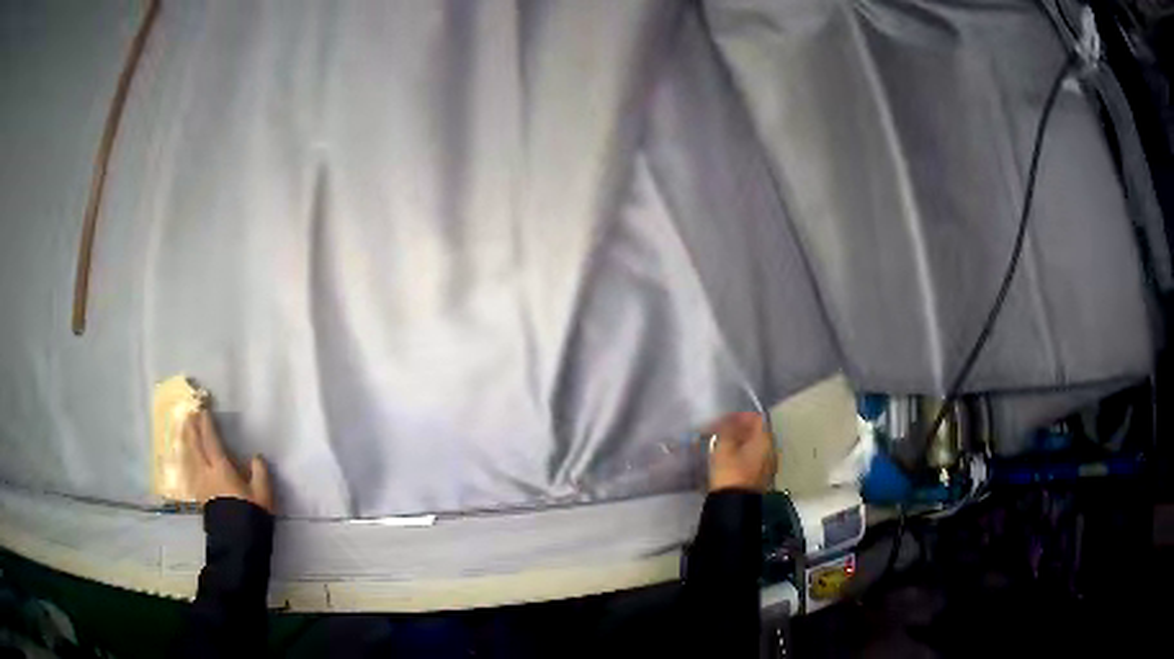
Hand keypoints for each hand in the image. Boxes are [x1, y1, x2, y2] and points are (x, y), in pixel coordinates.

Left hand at [181, 408, 274, 513]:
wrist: (238, 542)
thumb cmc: (251, 515)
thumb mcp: (263, 494)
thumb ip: (260, 472)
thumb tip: (256, 457)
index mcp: (222, 469)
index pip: (211, 441)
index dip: (207, 424)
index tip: (203, 409)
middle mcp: (207, 473)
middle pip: (195, 446)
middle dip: (192, 428)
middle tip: (189, 413)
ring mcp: (200, 485)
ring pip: (189, 457)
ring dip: (186, 441)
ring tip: (183, 430)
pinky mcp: (199, 496)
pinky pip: (189, 470)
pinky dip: (186, 459)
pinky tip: (186, 458)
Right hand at [706, 411, 776, 492]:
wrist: (735, 505)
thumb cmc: (730, 472)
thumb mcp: (724, 447)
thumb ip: (726, 428)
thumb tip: (727, 419)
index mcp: (765, 439)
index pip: (757, 418)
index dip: (741, 415)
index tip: (725, 418)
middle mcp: (772, 450)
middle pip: (758, 432)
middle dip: (741, 429)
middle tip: (723, 430)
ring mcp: (769, 465)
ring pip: (756, 446)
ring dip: (742, 442)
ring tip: (724, 444)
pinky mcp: (762, 477)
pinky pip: (754, 458)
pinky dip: (743, 454)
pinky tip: (730, 458)